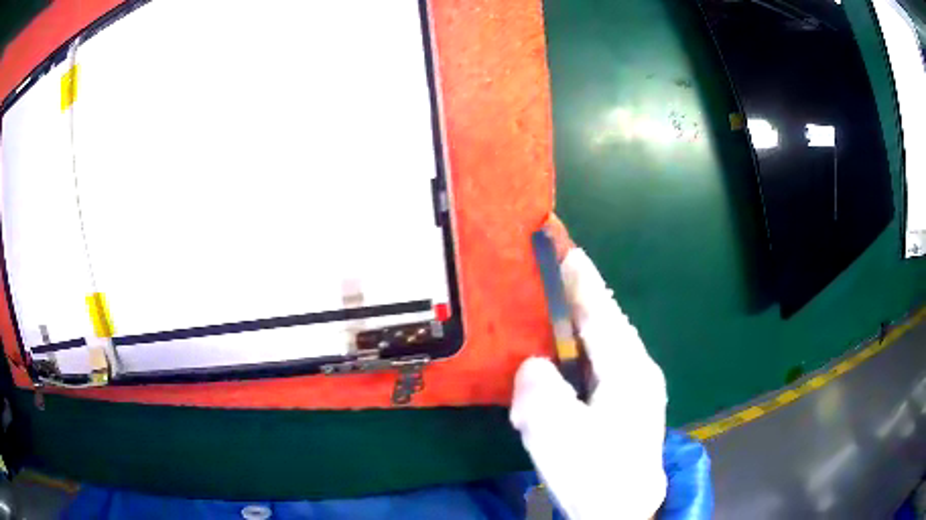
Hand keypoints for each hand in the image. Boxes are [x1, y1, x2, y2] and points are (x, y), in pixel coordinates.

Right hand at [510, 215, 667, 519]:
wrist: (620, 511)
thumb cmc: (592, 472)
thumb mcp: (555, 432)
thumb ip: (539, 389)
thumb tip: (534, 365)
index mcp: (628, 372)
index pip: (602, 316)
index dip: (584, 283)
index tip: (570, 252)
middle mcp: (640, 374)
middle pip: (612, 326)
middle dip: (589, 299)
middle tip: (565, 273)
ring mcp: (640, 393)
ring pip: (612, 346)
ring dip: (591, 325)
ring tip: (567, 308)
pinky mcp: (632, 410)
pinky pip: (609, 367)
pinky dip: (591, 352)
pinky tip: (577, 359)